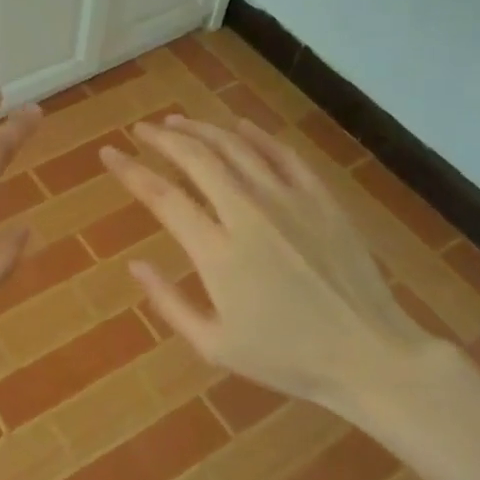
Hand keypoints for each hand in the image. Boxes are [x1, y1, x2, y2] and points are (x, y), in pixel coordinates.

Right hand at [99, 114, 448, 421]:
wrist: (369, 354)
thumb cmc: (287, 358)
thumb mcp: (215, 346)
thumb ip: (169, 302)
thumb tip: (135, 265)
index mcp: (218, 253)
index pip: (162, 196)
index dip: (130, 170)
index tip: (109, 153)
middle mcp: (249, 214)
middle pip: (197, 158)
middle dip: (162, 139)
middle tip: (141, 130)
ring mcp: (289, 201)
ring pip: (236, 147)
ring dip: (201, 129)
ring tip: (177, 122)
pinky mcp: (321, 198)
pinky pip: (282, 154)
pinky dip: (255, 135)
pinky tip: (237, 126)